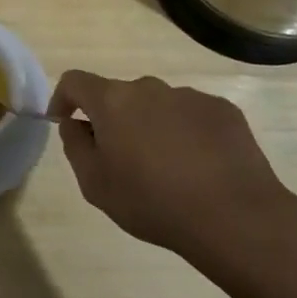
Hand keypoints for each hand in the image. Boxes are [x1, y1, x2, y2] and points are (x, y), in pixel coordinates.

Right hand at [48, 71, 296, 278]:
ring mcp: (189, 96)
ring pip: (158, 105)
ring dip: (151, 126)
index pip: (75, 81)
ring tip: (166, 168)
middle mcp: (150, 88)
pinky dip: (186, 133)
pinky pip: (192, 115)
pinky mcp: (223, 110)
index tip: (65, 121)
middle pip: (119, 95)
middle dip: (113, 119)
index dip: (63, 98)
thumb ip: (75, 147)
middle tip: (121, 158)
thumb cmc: (152, 202)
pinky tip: (199, 167)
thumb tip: (75, 124)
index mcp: (113, 101)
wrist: (234, 216)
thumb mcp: (95, 185)